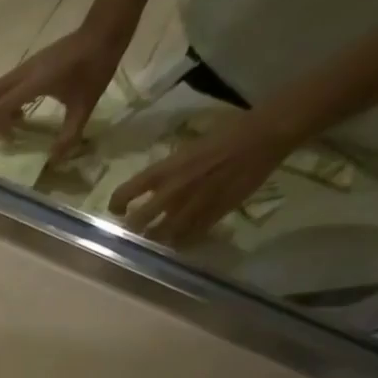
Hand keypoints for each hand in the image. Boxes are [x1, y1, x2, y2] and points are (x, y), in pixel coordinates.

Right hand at [0, 26, 123, 163]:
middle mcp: (24, 73)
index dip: (1, 127)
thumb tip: (55, 160)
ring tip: (6, 129)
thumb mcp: (84, 106)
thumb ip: (69, 135)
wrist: (102, 34)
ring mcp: (26, 66)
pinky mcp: (32, 64)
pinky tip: (22, 113)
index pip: (3, 106)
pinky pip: (9, 83)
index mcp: (34, 82)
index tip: (12, 141)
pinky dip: (6, 100)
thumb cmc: (94, 68)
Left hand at [108, 112, 293, 245]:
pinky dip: (181, 242)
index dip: (116, 204)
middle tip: (134, 229)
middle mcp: (172, 192)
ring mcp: (192, 207)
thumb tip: (155, 184)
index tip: (117, 210)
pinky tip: (179, 241)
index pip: (126, 192)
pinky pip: (189, 238)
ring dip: (155, 239)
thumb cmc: (224, 134)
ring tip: (154, 238)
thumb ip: (168, 170)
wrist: (261, 138)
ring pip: (162, 236)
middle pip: (138, 222)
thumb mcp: (185, 150)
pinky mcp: (213, 216)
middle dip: (133, 228)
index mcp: (163, 171)